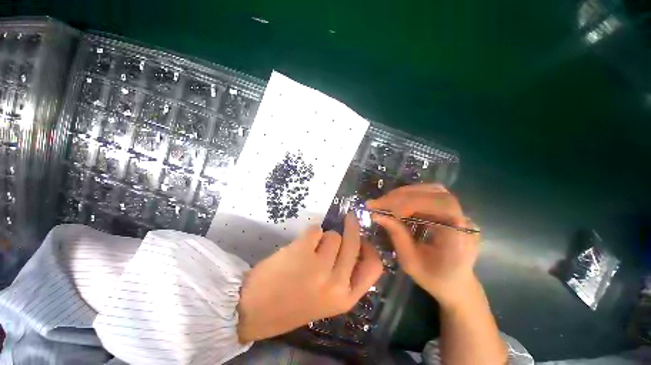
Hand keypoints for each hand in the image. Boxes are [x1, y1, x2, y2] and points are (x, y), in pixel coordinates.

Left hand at [237, 213, 383, 342]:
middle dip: (352, 226)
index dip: (370, 249)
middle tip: (350, 217)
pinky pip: (315, 230)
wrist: (255, 309)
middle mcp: (336, 284)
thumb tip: (353, 245)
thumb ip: (344, 276)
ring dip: (324, 237)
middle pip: (354, 243)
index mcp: (345, 298)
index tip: (363, 239)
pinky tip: (300, 246)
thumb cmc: (293, 303)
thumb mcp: (327, 299)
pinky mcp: (302, 252)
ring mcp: (319, 267)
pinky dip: (310, 233)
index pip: (374, 267)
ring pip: (333, 235)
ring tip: (310, 249)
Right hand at [367, 184, 479, 307]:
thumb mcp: (410, 262)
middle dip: (403, 196)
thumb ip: (396, 235)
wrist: (457, 285)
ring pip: (433, 190)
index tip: (385, 208)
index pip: (441, 206)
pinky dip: (411, 195)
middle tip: (379, 202)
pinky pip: (431, 195)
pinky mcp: (452, 211)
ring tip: (386, 201)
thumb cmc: (434, 279)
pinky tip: (398, 203)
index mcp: (460, 237)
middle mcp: (465, 220)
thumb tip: (377, 214)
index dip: (412, 202)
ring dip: (406, 193)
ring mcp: (460, 213)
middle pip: (436, 193)